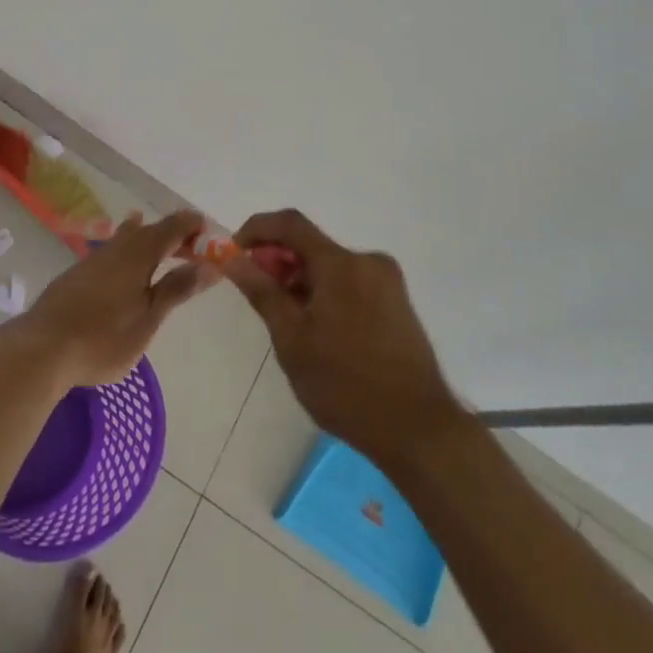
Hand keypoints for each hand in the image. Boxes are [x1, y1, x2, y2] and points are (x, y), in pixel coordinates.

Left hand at [15, 210, 214, 386]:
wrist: (41, 349)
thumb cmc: (102, 338)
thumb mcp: (148, 319)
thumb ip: (177, 289)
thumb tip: (210, 265)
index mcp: (138, 253)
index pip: (173, 226)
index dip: (193, 226)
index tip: (210, 236)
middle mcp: (116, 247)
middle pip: (150, 230)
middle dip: (173, 235)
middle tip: (193, 250)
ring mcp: (93, 259)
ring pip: (127, 238)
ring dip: (148, 240)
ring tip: (161, 243)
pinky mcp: (77, 274)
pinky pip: (112, 251)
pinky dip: (128, 251)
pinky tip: (123, 264)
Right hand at [224, 209, 463, 466]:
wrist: (419, 429)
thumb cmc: (346, 385)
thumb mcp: (292, 340)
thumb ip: (262, 292)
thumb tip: (234, 259)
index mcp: (341, 264)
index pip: (290, 223)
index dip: (256, 229)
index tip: (235, 252)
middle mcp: (368, 261)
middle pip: (312, 245)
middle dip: (278, 261)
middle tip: (257, 294)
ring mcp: (387, 281)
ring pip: (331, 265)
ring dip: (302, 279)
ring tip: (287, 321)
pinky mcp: (397, 302)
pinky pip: (351, 281)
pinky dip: (326, 291)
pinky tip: (318, 330)